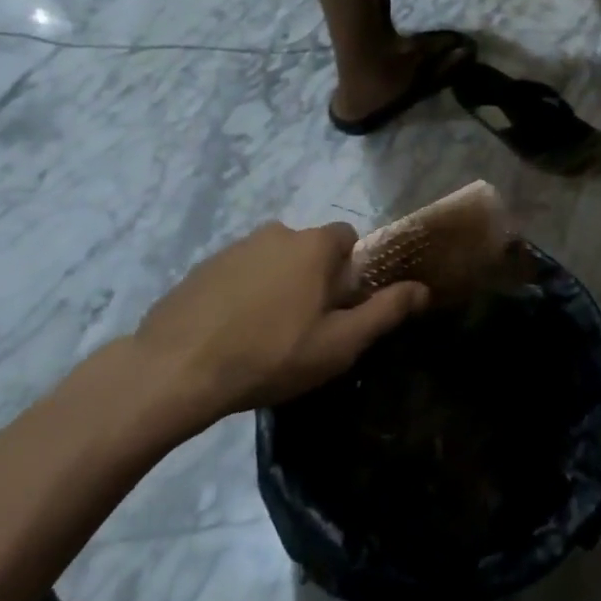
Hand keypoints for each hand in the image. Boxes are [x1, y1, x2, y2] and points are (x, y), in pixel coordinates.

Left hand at [129, 223, 428, 428]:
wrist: (177, 368)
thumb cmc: (271, 355)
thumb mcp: (338, 343)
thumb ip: (384, 312)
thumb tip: (422, 290)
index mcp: (312, 245)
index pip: (347, 238)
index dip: (351, 272)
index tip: (340, 309)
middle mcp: (276, 232)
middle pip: (310, 250)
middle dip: (314, 280)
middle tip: (305, 328)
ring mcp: (235, 246)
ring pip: (274, 261)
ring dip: (279, 286)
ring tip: (266, 336)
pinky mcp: (204, 266)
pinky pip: (240, 273)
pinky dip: (245, 294)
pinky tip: (233, 333)